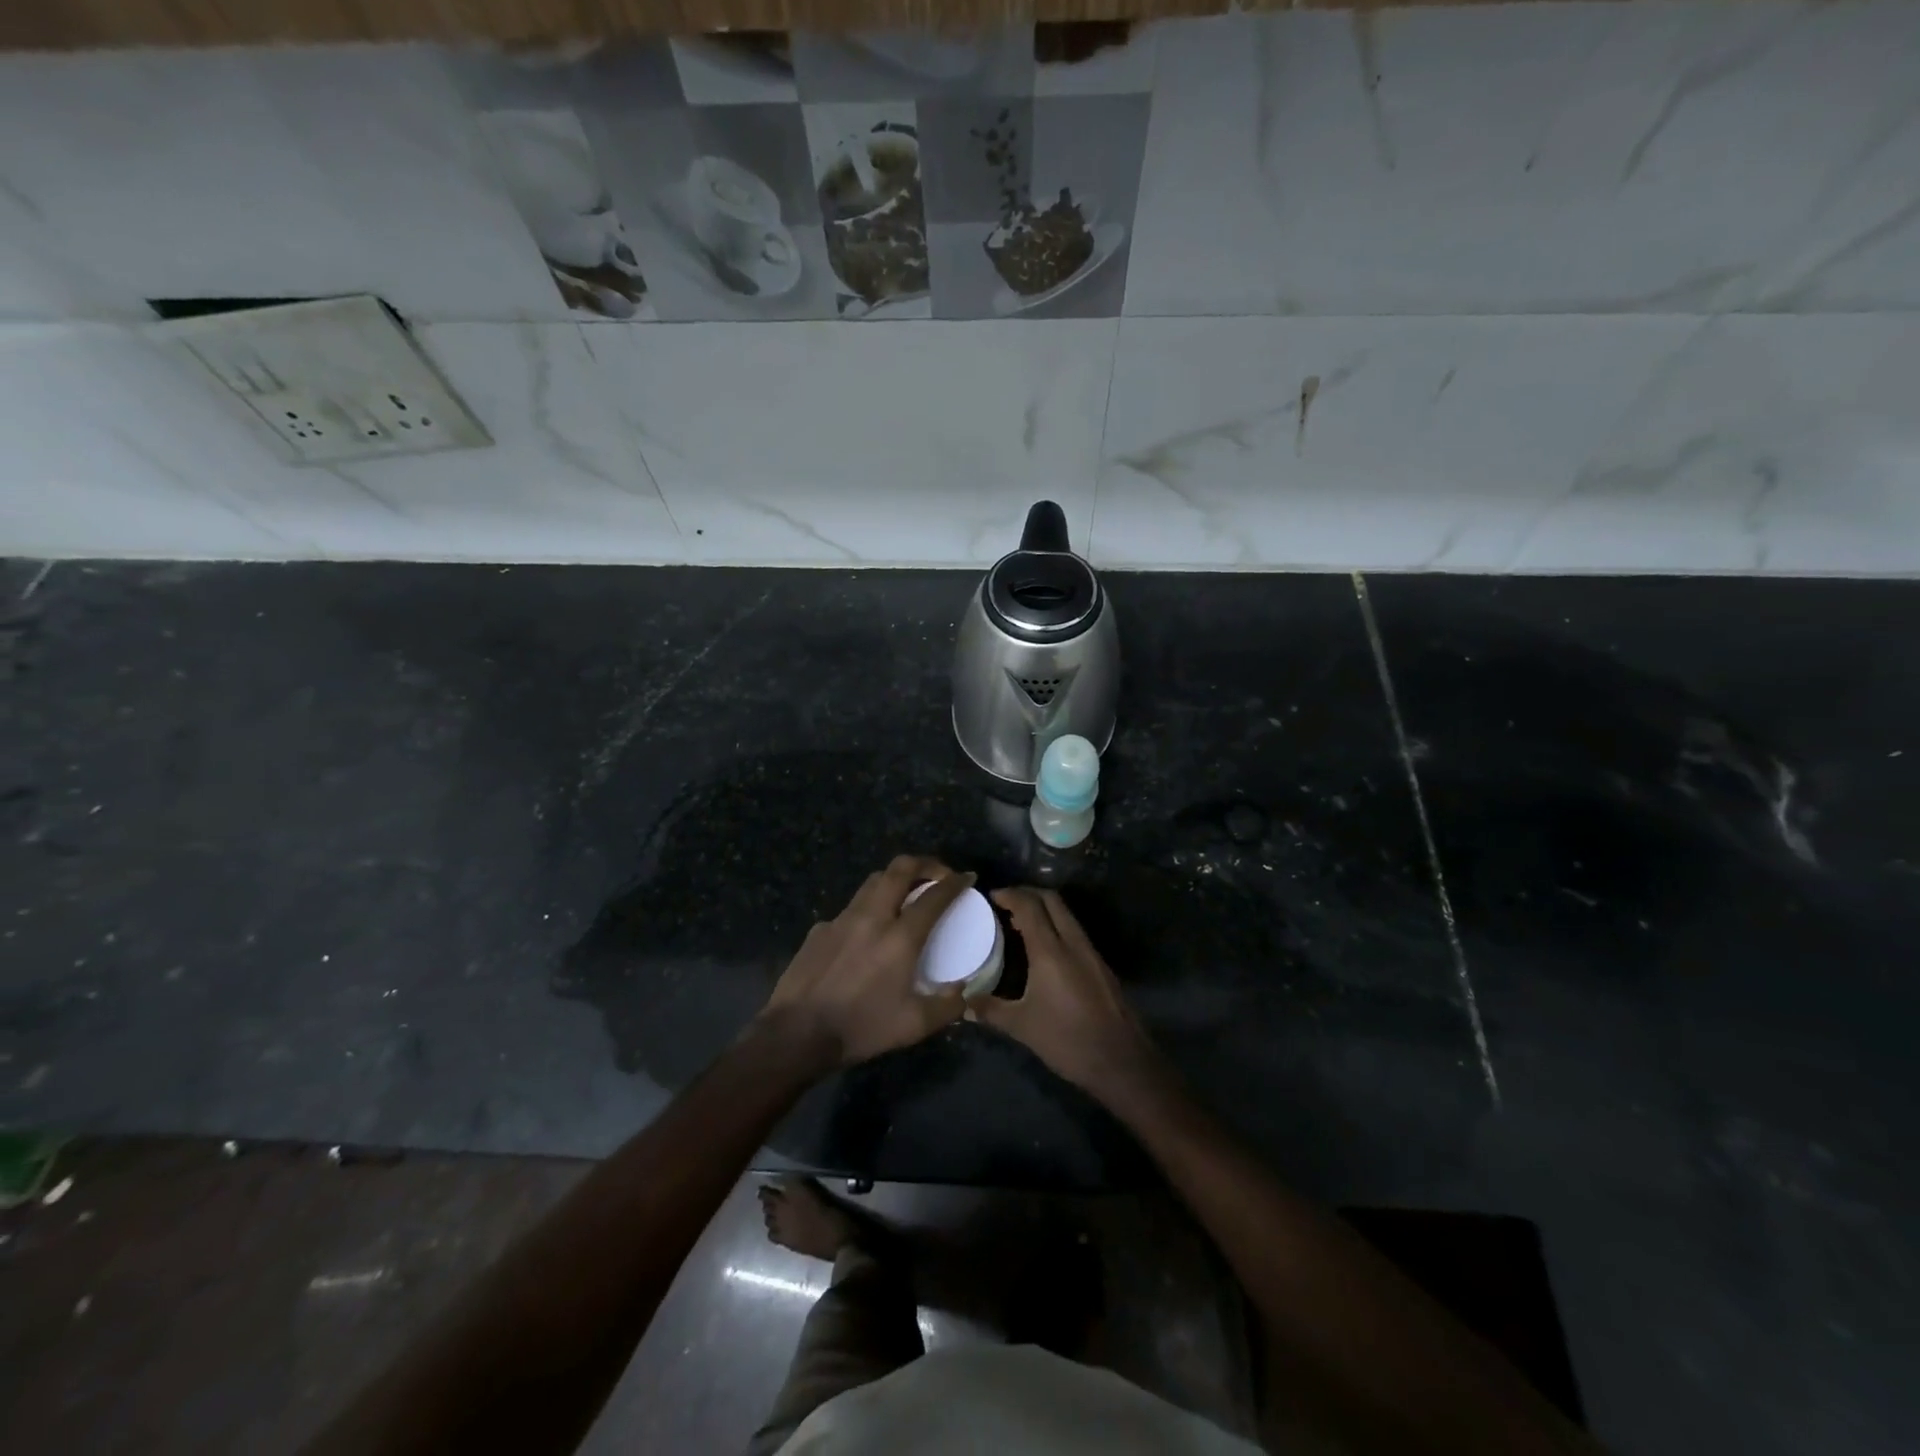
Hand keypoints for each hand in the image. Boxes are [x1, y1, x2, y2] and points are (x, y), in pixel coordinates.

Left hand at [759, 855, 974, 1067]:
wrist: (796, 1033)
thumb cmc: (860, 1027)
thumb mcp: (913, 1026)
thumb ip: (946, 1007)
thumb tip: (963, 991)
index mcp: (900, 937)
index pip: (934, 895)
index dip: (955, 882)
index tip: (967, 878)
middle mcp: (872, 917)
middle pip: (900, 869)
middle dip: (924, 863)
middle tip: (937, 874)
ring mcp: (841, 919)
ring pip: (873, 881)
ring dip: (895, 879)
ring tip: (905, 894)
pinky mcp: (820, 929)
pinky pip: (850, 908)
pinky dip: (867, 909)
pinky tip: (865, 934)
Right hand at [979, 887, 1161, 1107]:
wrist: (1121, 1061)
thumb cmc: (1067, 1040)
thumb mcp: (1022, 1026)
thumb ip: (991, 1010)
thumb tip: (963, 1004)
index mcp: (1051, 951)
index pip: (1029, 906)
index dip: (1010, 894)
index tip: (991, 897)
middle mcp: (1073, 942)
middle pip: (1051, 900)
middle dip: (1027, 893)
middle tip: (1005, 903)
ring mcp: (1091, 952)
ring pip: (1066, 914)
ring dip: (1044, 909)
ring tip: (1020, 924)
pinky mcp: (1101, 965)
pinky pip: (1075, 931)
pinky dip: (1057, 926)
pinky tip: (1045, 949)